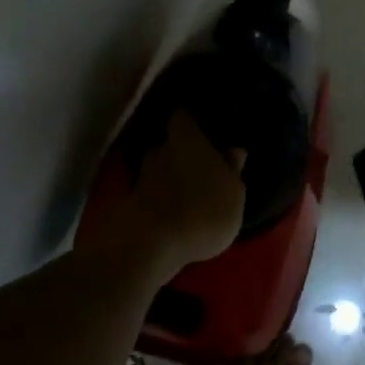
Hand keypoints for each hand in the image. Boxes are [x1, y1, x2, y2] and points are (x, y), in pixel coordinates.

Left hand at [83, 110, 245, 275]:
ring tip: (190, 197)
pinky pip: (152, 196)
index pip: (183, 116)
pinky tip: (177, 217)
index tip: (203, 128)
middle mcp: (160, 150)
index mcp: (187, 138)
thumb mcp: (234, 193)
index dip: (192, 121)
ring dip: (172, 180)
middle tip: (201, 168)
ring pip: (160, 171)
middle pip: (170, 144)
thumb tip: (234, 150)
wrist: (151, 247)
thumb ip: (233, 169)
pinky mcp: (131, 205)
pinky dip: (162, 202)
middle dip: (183, 154)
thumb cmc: (203, 210)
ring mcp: (141, 178)